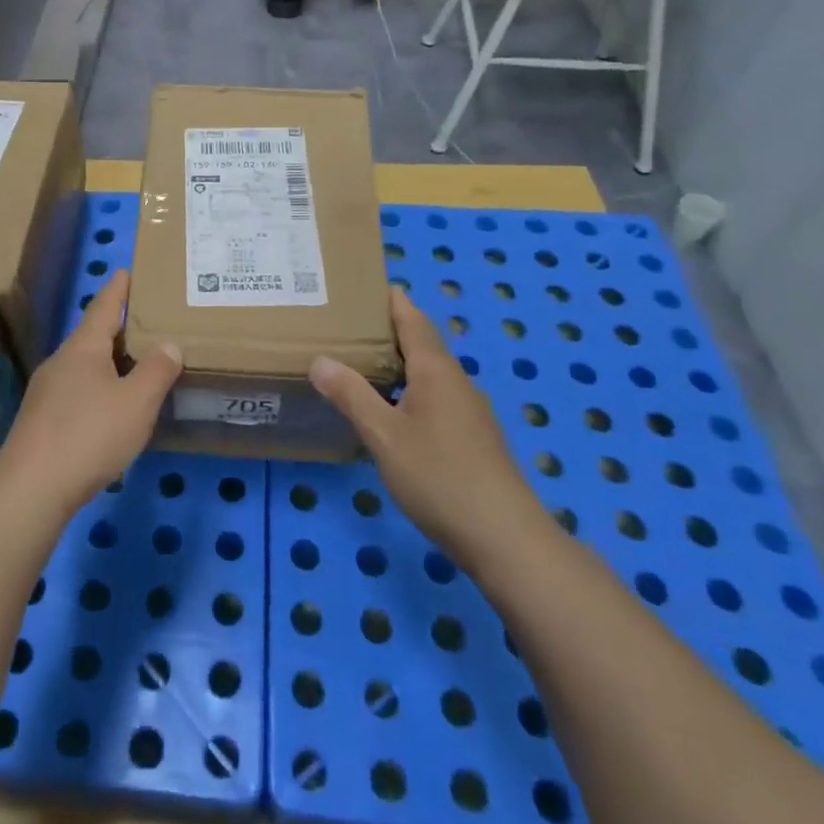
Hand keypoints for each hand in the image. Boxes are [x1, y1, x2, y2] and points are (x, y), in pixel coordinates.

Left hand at [0, 271, 182, 520]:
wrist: (31, 488)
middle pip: (91, 336)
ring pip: (83, 366)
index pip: (103, 308)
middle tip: (145, 322)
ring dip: (108, 362)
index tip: (125, 270)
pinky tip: (111, 410)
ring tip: (134, 365)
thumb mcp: (136, 402)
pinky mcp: (41, 421)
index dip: (118, 290)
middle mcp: (61, 362)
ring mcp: (46, 392)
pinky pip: (76, 392)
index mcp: (83, 348)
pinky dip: (98, 390)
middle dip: (117, 328)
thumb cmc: (89, 435)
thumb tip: (168, 344)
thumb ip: (156, 370)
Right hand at [310, 289, 544, 572]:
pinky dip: (409, 391)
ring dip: (398, 363)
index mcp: (435, 370)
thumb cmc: (439, 476)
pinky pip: (434, 398)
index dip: (391, 300)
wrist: (504, 538)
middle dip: (388, 330)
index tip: (363, 285)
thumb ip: (351, 395)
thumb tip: (320, 359)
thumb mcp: (383, 435)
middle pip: (421, 343)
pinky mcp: (472, 438)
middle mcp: (455, 382)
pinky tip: (389, 412)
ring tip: (359, 364)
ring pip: (428, 374)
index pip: (413, 319)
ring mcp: (468, 411)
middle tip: (345, 325)